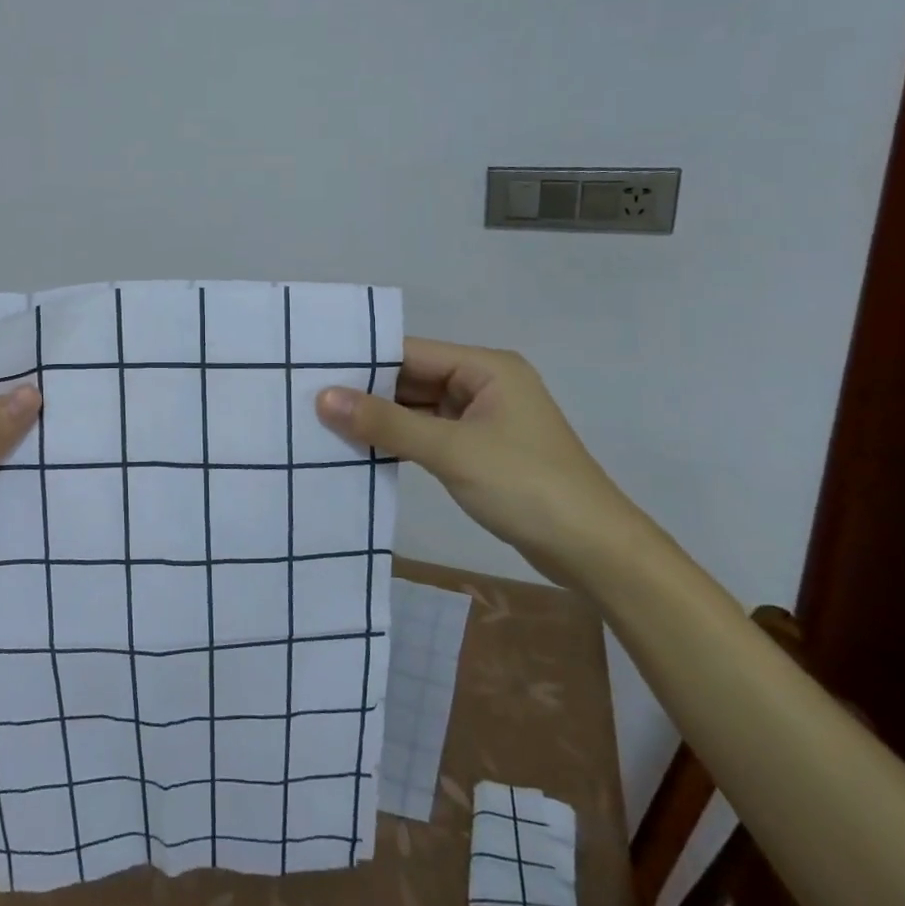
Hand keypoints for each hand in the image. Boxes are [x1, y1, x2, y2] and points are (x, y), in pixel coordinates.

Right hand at [316, 339, 650, 585]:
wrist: (594, 552)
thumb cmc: (526, 487)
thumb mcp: (451, 451)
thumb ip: (386, 423)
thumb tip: (323, 398)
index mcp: (486, 367)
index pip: (411, 352)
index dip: (364, 361)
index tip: (314, 371)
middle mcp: (484, 384)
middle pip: (413, 378)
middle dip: (368, 392)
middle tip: (310, 399)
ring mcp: (484, 419)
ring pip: (419, 408)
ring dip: (382, 418)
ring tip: (324, 422)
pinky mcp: (481, 450)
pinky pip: (430, 434)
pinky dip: (401, 440)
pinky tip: (362, 448)